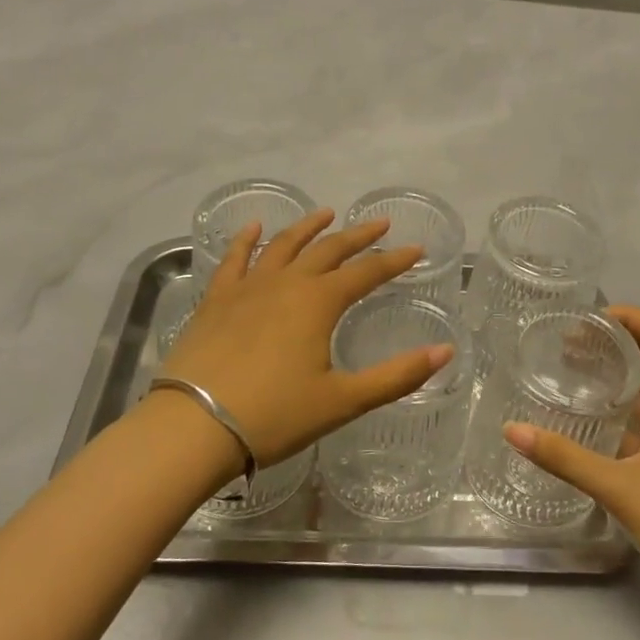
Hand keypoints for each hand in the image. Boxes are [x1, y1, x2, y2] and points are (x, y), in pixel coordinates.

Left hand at [161, 209, 453, 466]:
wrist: (194, 426)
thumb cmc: (275, 415)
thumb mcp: (344, 401)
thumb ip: (397, 375)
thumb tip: (445, 351)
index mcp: (319, 303)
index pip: (366, 273)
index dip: (394, 261)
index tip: (416, 250)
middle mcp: (286, 283)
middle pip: (328, 250)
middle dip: (358, 236)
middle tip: (380, 224)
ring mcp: (247, 288)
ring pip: (283, 245)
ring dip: (308, 228)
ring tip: (326, 213)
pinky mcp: (216, 300)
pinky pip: (234, 259)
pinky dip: (246, 240)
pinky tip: (253, 228)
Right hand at [504, 306, 639, 609]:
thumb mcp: (620, 487)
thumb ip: (565, 458)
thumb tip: (512, 430)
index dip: (633, 317)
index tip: (591, 318)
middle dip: (615, 342)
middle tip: (568, 342)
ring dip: (614, 376)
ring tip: (569, 370)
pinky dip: (615, 411)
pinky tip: (584, 420)